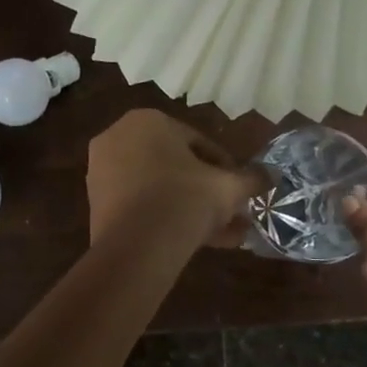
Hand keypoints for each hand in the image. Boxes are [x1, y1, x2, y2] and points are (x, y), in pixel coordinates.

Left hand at [87, 110, 264, 248]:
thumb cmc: (185, 200)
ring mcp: (102, 169)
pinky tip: (196, 242)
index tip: (240, 190)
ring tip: (222, 236)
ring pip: (159, 188)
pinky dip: (165, 217)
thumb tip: (270, 176)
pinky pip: (140, 204)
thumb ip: (251, 179)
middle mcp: (119, 137)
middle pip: (176, 166)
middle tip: (232, 214)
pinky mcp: (96, 201)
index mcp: (148, 120)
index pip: (198, 142)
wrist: (136, 246)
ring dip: (191, 208)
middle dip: (207, 192)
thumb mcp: (228, 188)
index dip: (226, 168)